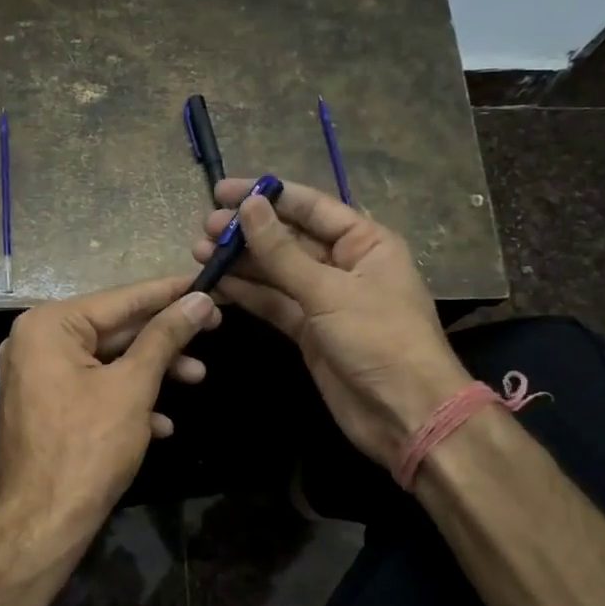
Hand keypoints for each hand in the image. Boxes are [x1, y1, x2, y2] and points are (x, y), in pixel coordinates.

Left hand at [0, 276, 219, 573]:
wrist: (42, 525)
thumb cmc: (87, 447)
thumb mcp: (133, 386)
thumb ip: (165, 337)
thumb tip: (199, 300)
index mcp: (48, 326)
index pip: (121, 299)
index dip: (169, 292)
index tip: (207, 282)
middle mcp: (35, 343)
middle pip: (114, 329)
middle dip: (165, 338)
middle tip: (214, 329)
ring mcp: (37, 377)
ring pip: (107, 362)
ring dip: (152, 372)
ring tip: (198, 378)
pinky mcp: (45, 407)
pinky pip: (92, 390)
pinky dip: (127, 400)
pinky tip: (161, 423)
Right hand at [192, 178, 468, 467]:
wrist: (404, 413)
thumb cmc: (379, 339)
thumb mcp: (329, 291)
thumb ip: (282, 251)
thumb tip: (250, 206)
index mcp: (365, 242)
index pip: (310, 207)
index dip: (267, 196)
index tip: (223, 191)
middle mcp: (345, 264)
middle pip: (290, 238)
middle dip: (248, 231)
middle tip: (205, 227)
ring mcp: (325, 299)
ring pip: (277, 271)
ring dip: (241, 262)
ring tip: (200, 252)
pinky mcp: (309, 330)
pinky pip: (274, 303)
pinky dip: (247, 293)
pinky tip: (217, 283)